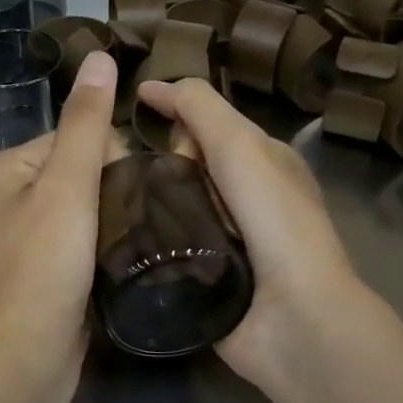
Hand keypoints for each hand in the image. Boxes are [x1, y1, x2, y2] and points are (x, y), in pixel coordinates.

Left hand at [0, 50, 126, 402]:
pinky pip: (92, 239)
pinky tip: (132, 260)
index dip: (115, 159)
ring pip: (96, 207)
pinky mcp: (54, 268)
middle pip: (90, 170)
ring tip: (144, 241)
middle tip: (139, 225)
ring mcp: (34, 234)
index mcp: (11, 166)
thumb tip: (100, 55)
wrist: (23, 367)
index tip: (135, 194)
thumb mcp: (66, 188)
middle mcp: (16, 194)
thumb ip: (86, 123)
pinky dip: (113, 245)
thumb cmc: (41, 271)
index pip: (81, 136)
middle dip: (120, 192)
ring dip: (121, 220)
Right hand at [133, 77, 380, 391]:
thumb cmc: (272, 218)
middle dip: (160, 159)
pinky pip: (165, 244)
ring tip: (110, 199)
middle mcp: (244, 197)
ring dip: (145, 200)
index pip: (208, 123)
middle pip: (185, 162)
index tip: (131, 109)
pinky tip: (116, 234)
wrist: (292, 315)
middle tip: (141, 173)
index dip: (175, 111)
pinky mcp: (202, 275)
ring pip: (170, 203)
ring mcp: (224, 238)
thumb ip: (199, 107)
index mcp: (262, 162)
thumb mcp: (240, 145)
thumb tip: (151, 87)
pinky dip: (145, 237)